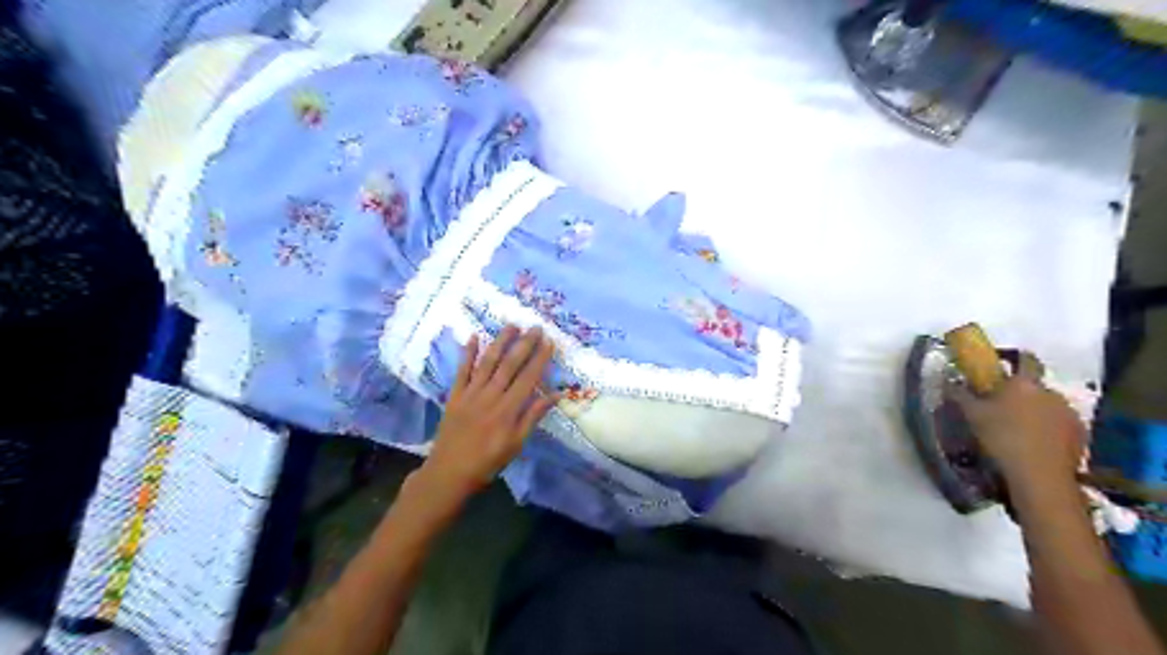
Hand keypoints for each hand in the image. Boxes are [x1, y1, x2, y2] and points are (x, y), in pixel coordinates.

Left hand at [420, 325, 560, 501]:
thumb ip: (533, 417)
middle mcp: (489, 397)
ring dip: (500, 342)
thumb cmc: (488, 462)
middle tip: (535, 327)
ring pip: (487, 362)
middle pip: (509, 365)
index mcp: (507, 410)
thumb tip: (555, 395)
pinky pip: (462, 371)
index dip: (539, 359)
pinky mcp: (454, 396)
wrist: (449, 473)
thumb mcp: (516, 444)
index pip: (527, 378)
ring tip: (512, 325)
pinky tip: (473, 337)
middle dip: (524, 344)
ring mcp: (470, 394)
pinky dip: (467, 353)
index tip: (549, 342)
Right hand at [941, 355, 1089, 494]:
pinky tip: (1034, 445)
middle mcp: (1051, 392)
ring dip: (1035, 412)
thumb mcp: (970, 414)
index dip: (1013, 359)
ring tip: (1017, 430)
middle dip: (1020, 393)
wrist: (1039, 476)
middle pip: (1034, 386)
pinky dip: (1049, 430)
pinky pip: (1060, 425)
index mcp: (1024, 382)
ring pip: (1048, 406)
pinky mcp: (1081, 435)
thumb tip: (948, 381)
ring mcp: (1070, 413)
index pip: (1025, 358)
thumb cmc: (1001, 438)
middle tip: (1000, 408)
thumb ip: (959, 394)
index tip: (999, 369)